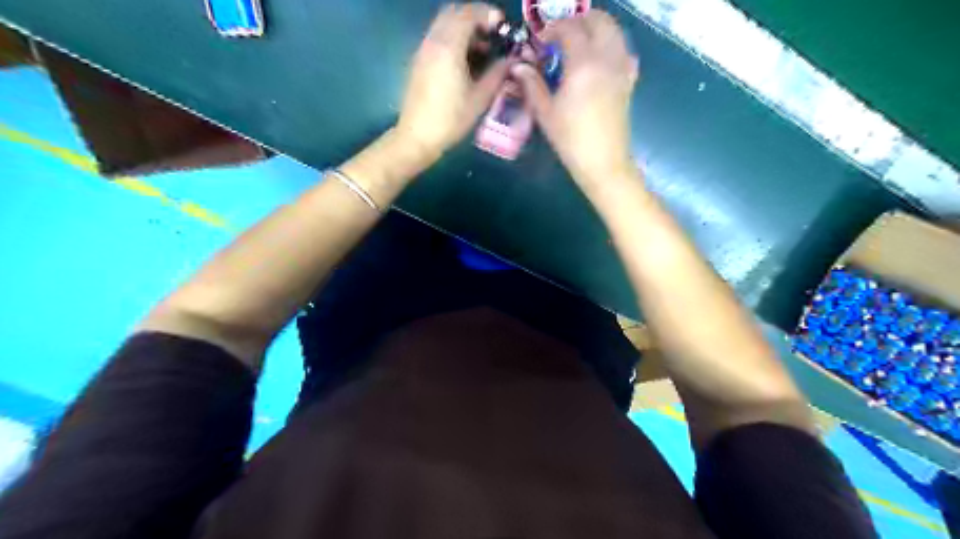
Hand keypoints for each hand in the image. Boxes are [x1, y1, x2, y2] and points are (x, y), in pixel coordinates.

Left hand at [393, 1, 513, 159]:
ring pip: (443, 24)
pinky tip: (464, 62)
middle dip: (475, 18)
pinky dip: (452, 39)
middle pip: (453, 13)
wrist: (418, 136)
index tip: (502, 26)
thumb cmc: (451, 119)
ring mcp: (423, 51)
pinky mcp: (418, 62)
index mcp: (448, 47)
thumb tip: (511, 60)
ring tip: (481, 51)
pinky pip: (436, 38)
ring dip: (463, 29)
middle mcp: (433, 42)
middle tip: (492, 35)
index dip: (488, 14)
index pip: (468, 13)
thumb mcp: (480, 98)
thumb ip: (497, 74)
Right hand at [515, 11, 639, 182]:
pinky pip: (623, 49)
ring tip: (577, 45)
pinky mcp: (629, 80)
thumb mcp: (546, 113)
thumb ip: (532, 84)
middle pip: (598, 20)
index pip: (569, 29)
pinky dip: (610, 45)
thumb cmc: (571, 140)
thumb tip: (519, 66)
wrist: (603, 162)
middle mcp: (606, 58)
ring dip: (595, 29)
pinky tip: (597, 61)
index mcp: (583, 64)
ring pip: (614, 31)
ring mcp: (622, 67)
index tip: (541, 41)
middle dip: (578, 21)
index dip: (552, 29)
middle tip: (560, 36)